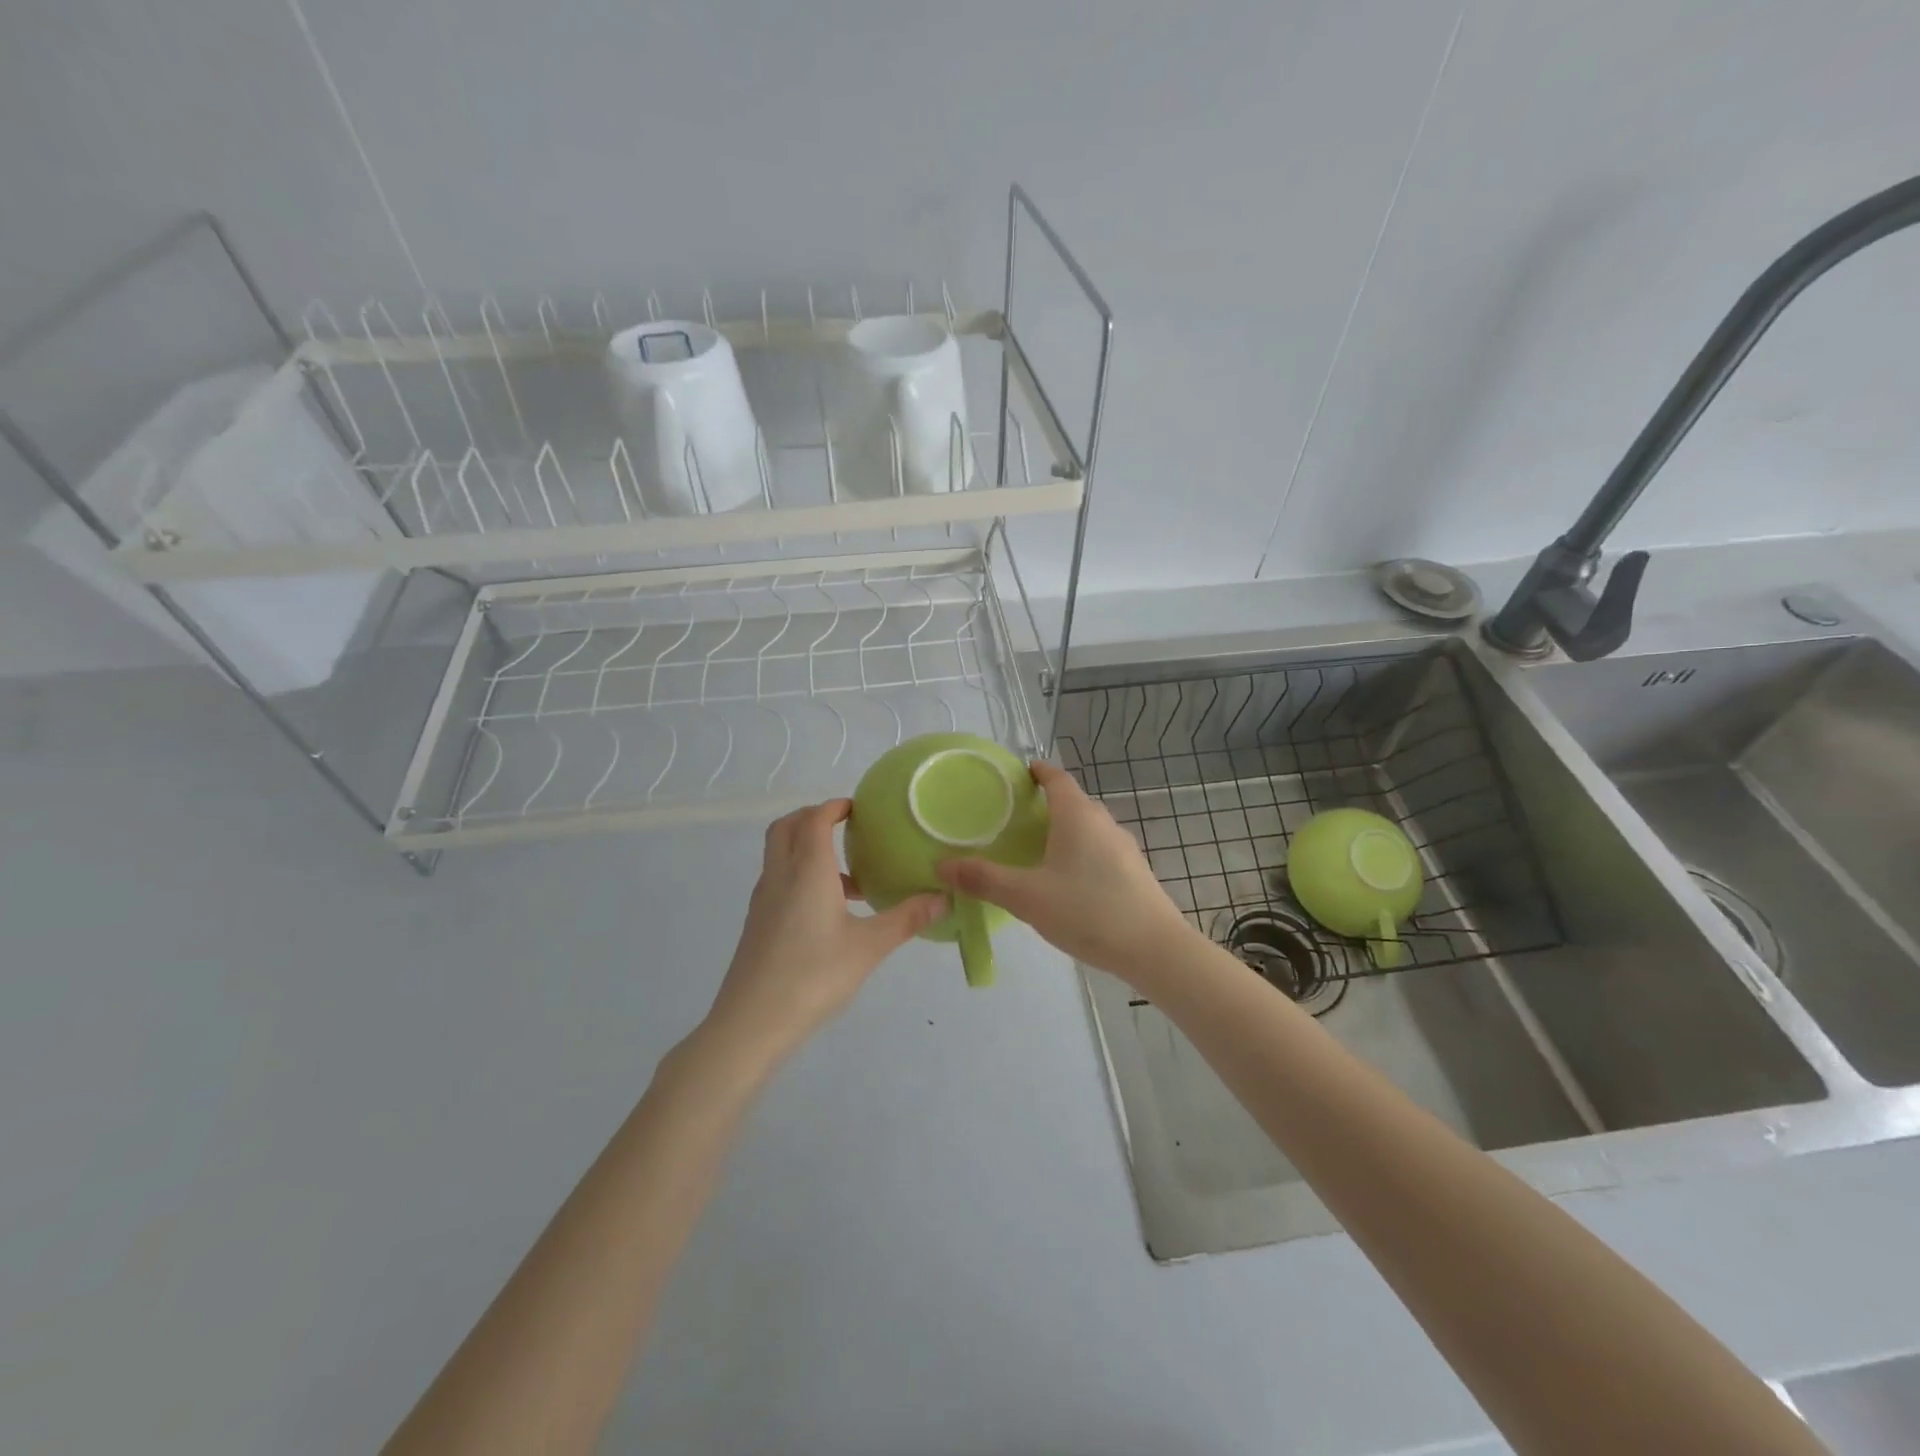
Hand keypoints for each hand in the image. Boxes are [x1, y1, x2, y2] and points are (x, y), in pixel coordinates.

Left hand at [704, 800, 944, 1063]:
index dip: (835, 806)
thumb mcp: (869, 947)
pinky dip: (800, 876)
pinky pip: (779, 880)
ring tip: (850, 878)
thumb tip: (944, 898)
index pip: (815, 818)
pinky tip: (829, 912)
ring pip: (780, 855)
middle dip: (814, 818)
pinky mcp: (758, 923)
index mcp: (807, 870)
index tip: (860, 808)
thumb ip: (907, 918)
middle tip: (847, 828)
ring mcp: (763, 900)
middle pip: (787, 827)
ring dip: (808, 849)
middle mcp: (780, 875)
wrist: (752, 1023)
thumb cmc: (814, 976)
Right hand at [937, 761, 1199, 986]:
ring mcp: (1124, 848)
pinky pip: (1100, 851)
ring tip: (1036, 851)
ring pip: (1088, 829)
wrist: (1154, 949)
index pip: (1057, 778)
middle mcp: (1104, 823)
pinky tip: (1067, 883)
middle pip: (1073, 802)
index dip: (1038, 771)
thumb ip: (984, 880)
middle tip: (1015, 818)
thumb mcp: (1027, 897)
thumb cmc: (1087, 911)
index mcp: (1078, 816)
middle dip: (1046, 805)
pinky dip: (1080, 854)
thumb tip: (941, 865)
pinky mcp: (1135, 873)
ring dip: (1064, 832)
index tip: (1020, 772)